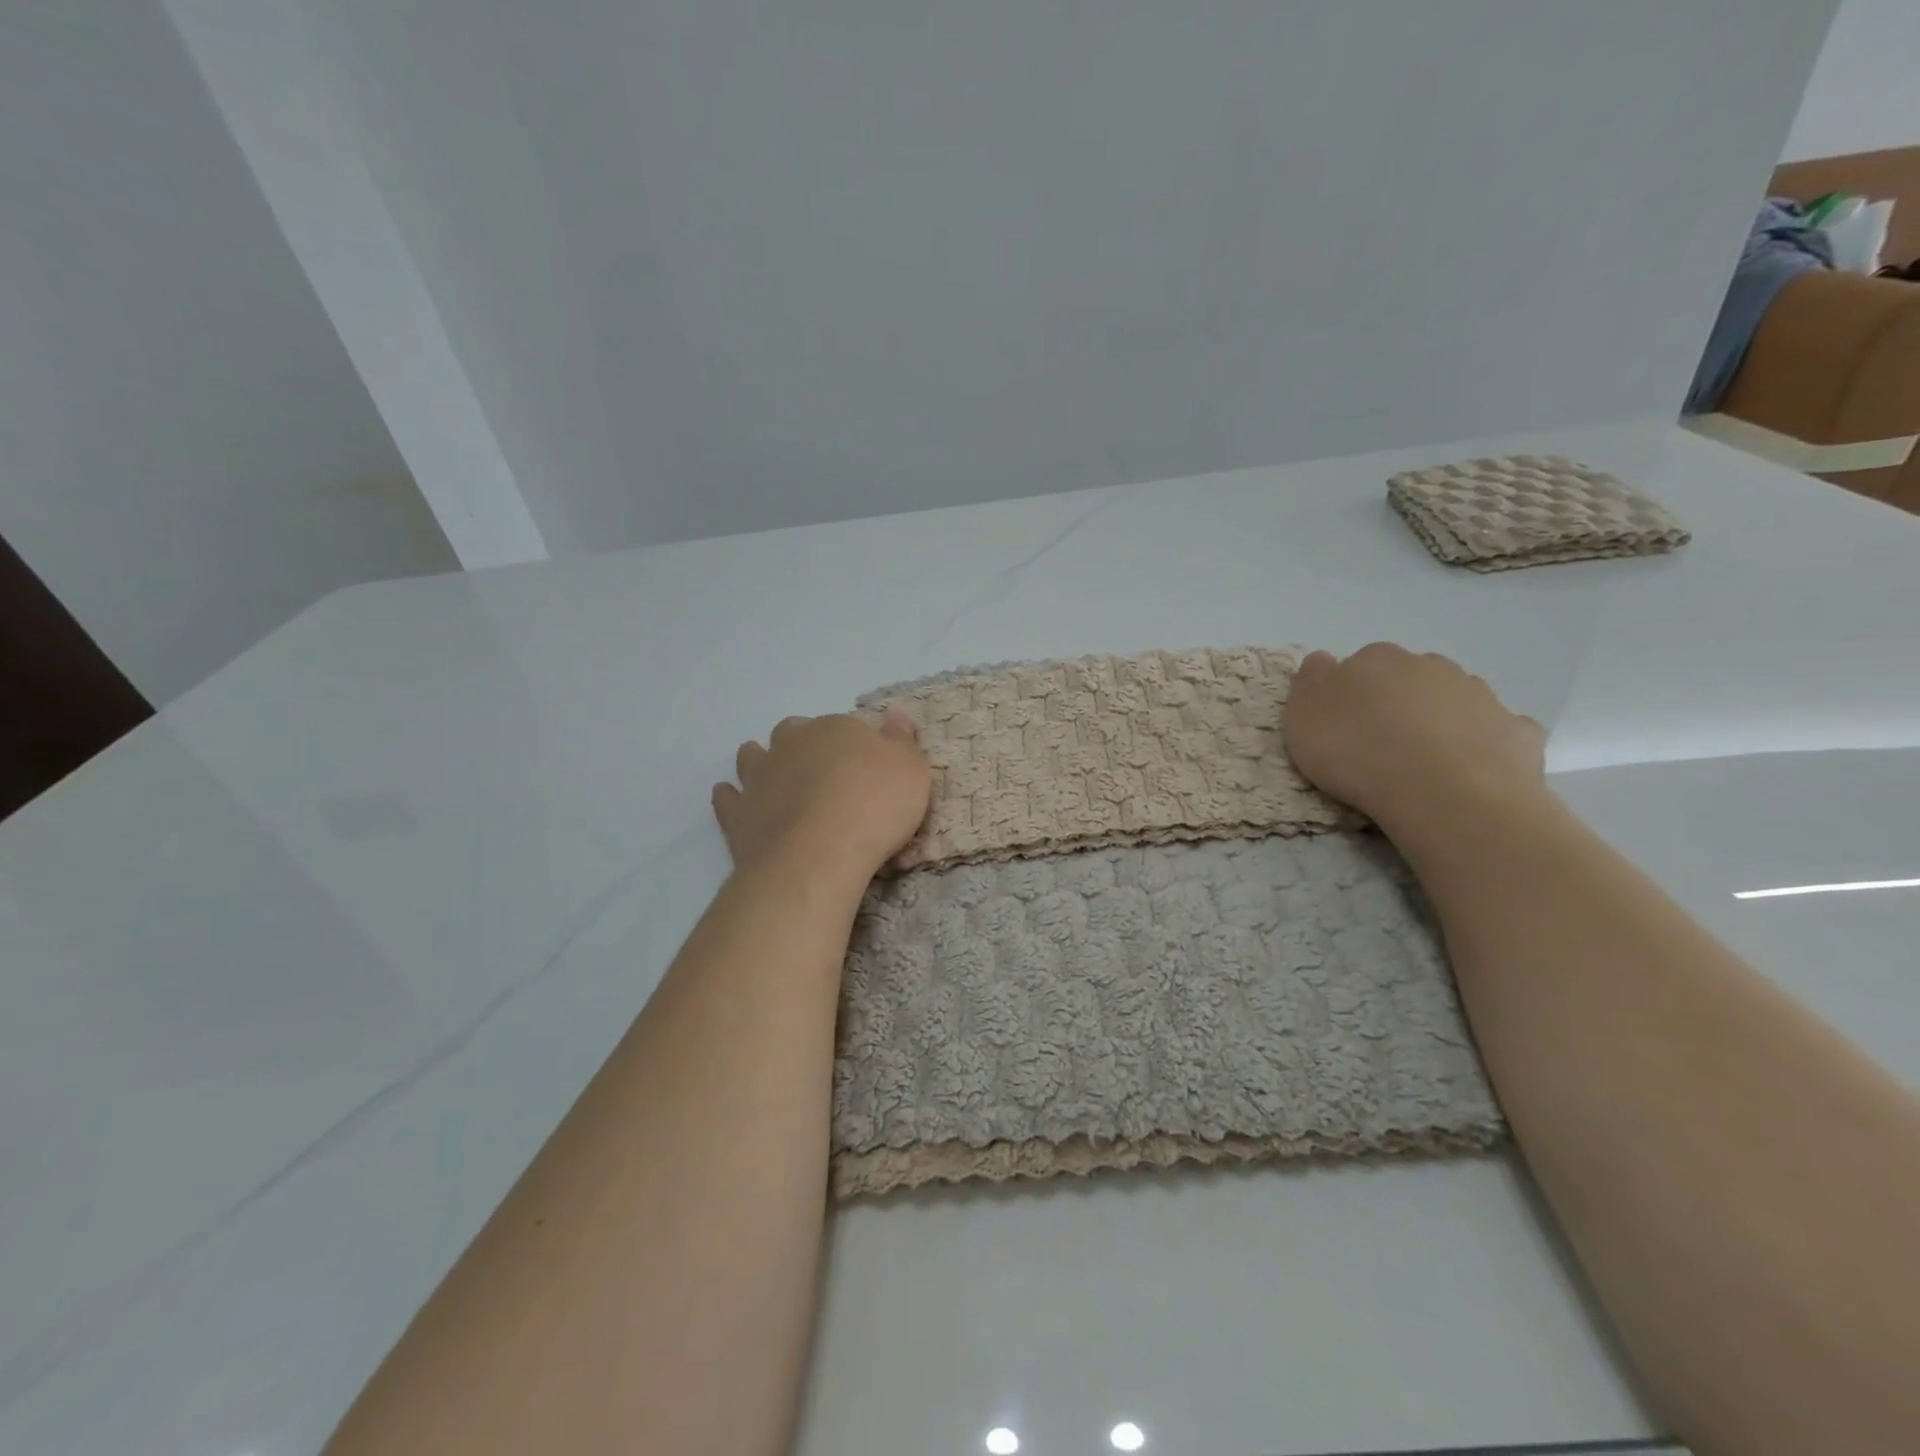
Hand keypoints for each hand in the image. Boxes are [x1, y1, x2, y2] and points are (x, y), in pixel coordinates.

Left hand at [712, 709, 930, 880]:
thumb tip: (896, 715)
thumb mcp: (911, 769)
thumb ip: (902, 741)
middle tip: (820, 771)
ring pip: (753, 757)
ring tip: (774, 779)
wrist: (820, 853)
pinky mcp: (738, 815)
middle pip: (792, 734)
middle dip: (802, 746)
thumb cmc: (875, 806)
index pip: (843, 727)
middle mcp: (792, 744)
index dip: (852, 745)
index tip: (864, 767)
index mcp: (834, 729)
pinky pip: (727, 799)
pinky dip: (730, 798)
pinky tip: (734, 801)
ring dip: (761, 762)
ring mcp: (760, 778)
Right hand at [1283, 643, 1545, 834]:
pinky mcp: (1516, 731)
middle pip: (1408, 679)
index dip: (1350, 693)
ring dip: (1439, 720)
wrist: (1443, 792)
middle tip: (1380, 744)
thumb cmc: (1357, 751)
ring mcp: (1479, 695)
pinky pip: (1494, 731)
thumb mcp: (1303, 716)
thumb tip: (1323, 661)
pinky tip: (1469, 770)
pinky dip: (1482, 744)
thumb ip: (1311, 682)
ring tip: (1422, 763)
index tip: (1342, 725)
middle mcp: (1430, 666)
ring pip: (1452, 700)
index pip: (1359, 664)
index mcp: (1377, 659)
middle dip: (1397, 703)